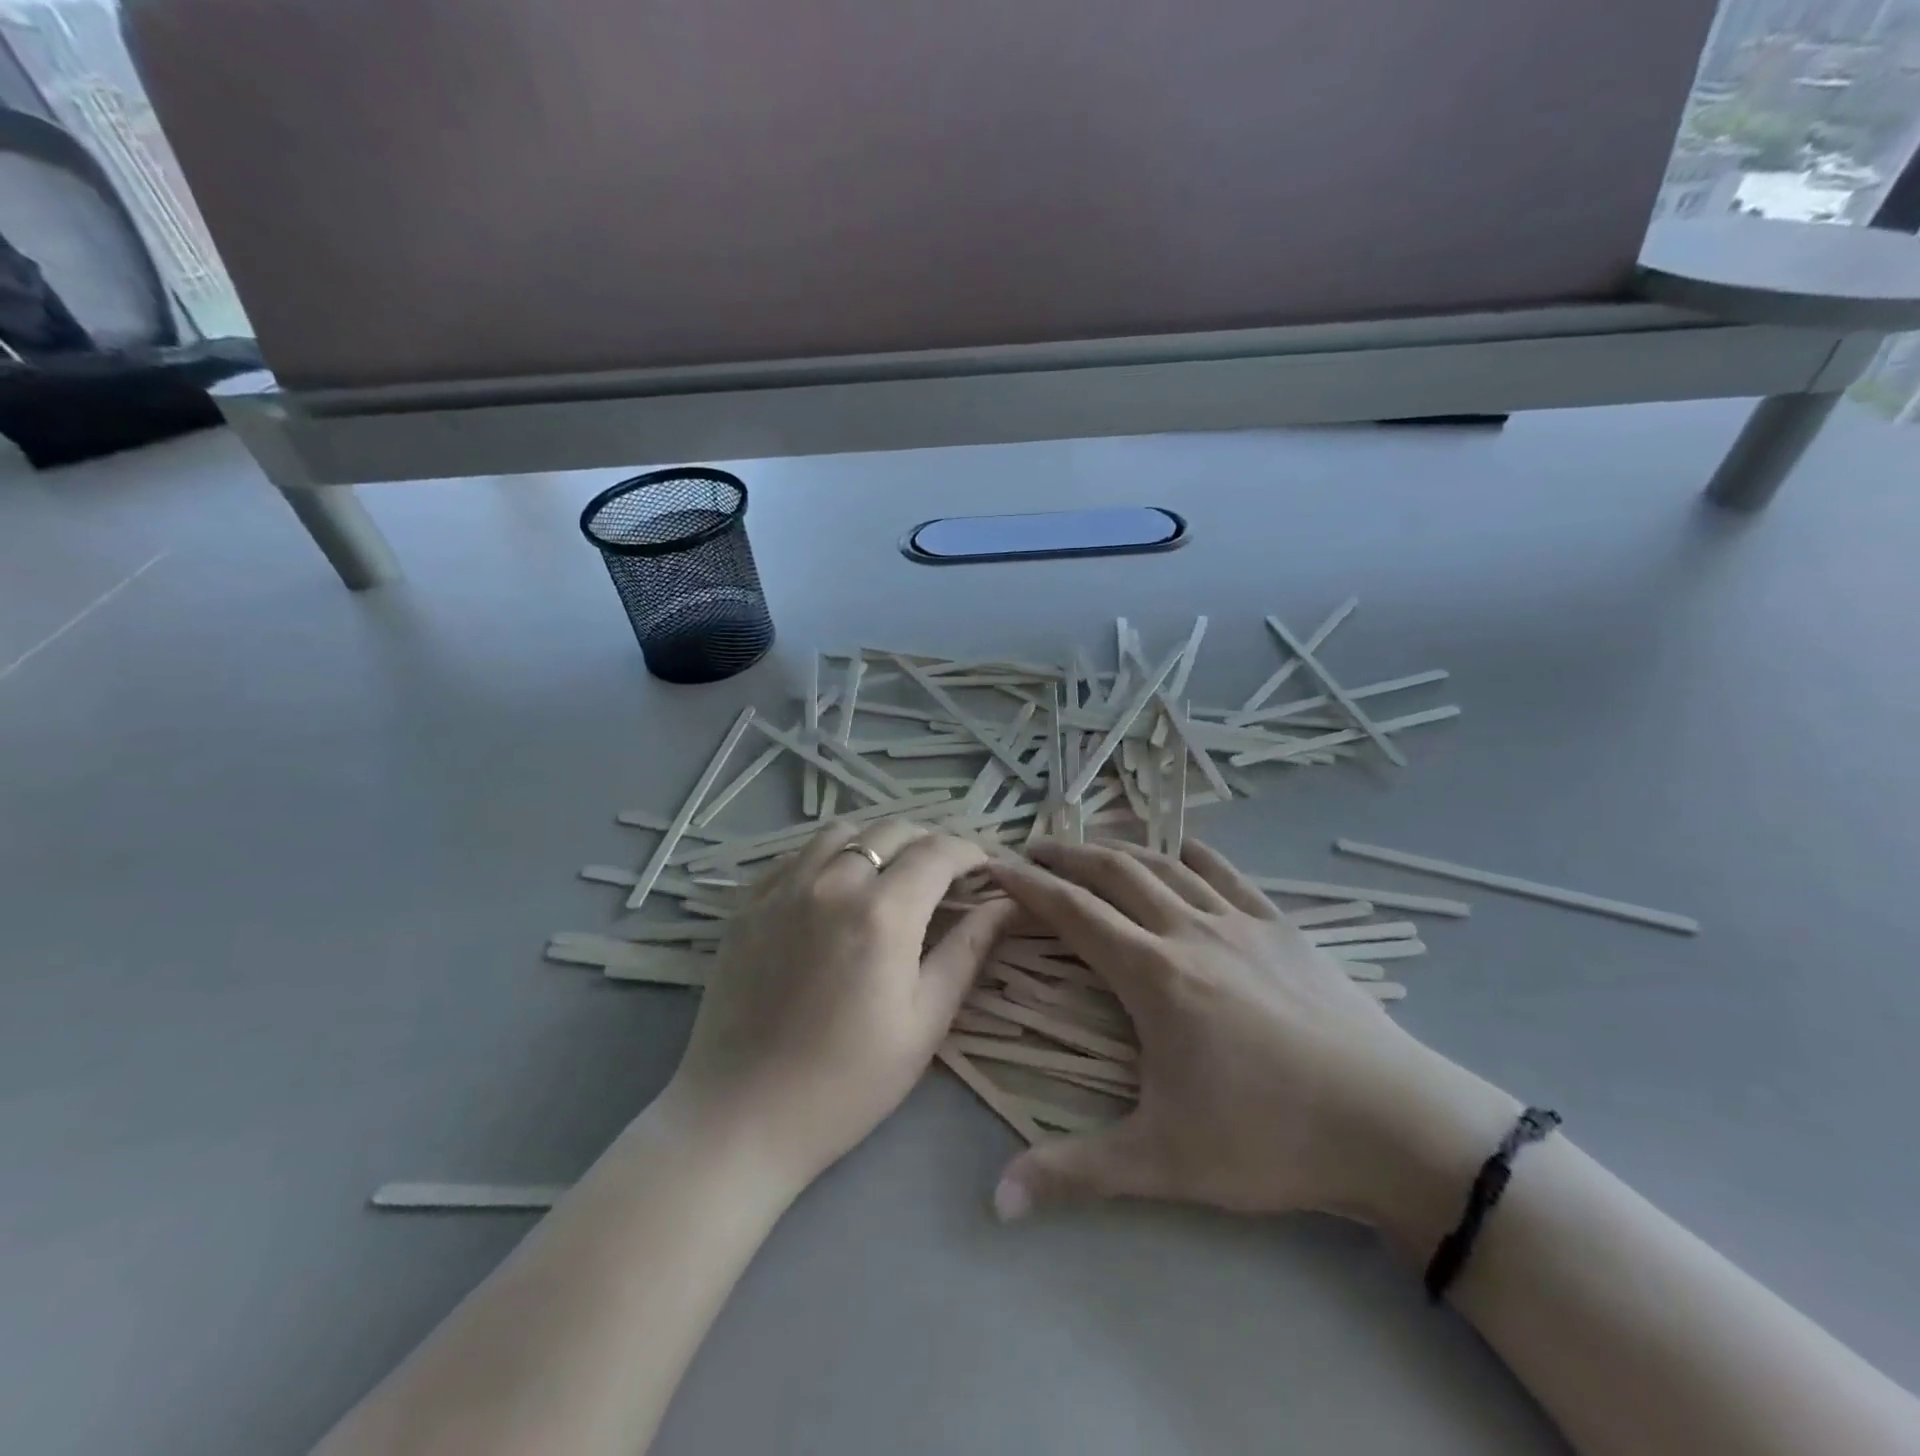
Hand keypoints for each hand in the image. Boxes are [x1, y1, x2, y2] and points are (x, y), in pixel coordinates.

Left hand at [664, 818, 1016, 1188]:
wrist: (742, 1117)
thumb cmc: (848, 1082)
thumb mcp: (924, 1022)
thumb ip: (967, 951)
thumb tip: (1006, 904)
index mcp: (883, 913)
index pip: (937, 852)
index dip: (969, 851)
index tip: (984, 867)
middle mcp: (832, 883)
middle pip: (891, 830)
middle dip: (928, 842)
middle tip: (943, 874)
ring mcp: (783, 888)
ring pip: (841, 832)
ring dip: (876, 842)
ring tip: (889, 873)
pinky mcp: (749, 903)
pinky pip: (797, 855)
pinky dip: (828, 856)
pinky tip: (834, 889)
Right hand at [985, 839, 1518, 1242]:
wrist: (1395, 1125)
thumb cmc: (1270, 1138)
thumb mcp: (1164, 1162)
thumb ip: (1075, 1174)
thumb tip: (994, 1203)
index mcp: (1153, 974)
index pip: (1073, 912)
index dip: (1029, 885)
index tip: (995, 864)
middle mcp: (1188, 931)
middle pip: (1114, 872)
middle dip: (1066, 855)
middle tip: (1031, 849)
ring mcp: (1240, 923)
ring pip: (1165, 866)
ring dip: (1120, 850)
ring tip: (1091, 849)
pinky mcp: (1282, 928)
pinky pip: (1227, 875)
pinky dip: (1192, 856)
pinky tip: (1182, 853)